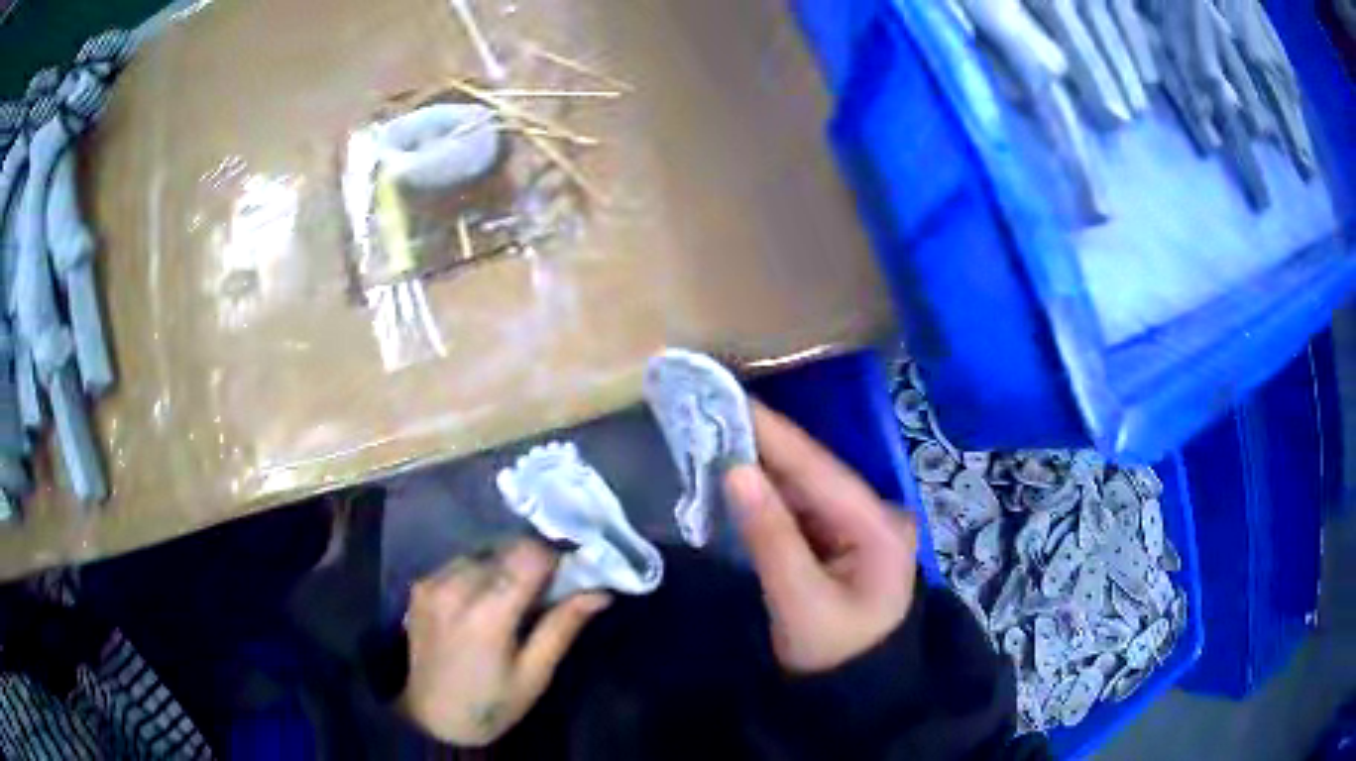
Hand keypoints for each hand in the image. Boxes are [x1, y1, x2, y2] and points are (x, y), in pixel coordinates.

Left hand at [399, 541, 610, 746]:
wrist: (432, 717)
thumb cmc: (492, 703)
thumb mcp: (535, 674)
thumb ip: (563, 626)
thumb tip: (601, 591)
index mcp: (488, 613)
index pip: (530, 554)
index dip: (555, 559)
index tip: (569, 578)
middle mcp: (455, 587)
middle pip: (507, 549)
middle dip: (532, 564)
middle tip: (545, 594)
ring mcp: (432, 583)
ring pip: (483, 552)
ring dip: (504, 567)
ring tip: (512, 600)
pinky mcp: (419, 585)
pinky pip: (460, 564)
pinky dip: (479, 574)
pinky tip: (482, 603)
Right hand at [725, 403, 918, 674]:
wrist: (855, 692)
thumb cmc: (832, 654)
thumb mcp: (799, 603)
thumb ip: (770, 536)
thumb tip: (735, 469)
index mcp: (878, 527)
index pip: (819, 469)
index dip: (772, 433)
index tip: (726, 397)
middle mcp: (876, 513)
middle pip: (814, 471)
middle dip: (762, 443)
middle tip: (709, 409)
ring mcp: (860, 524)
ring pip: (805, 485)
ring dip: (762, 463)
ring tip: (714, 430)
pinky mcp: (842, 537)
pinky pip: (801, 505)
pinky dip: (769, 491)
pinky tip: (738, 471)